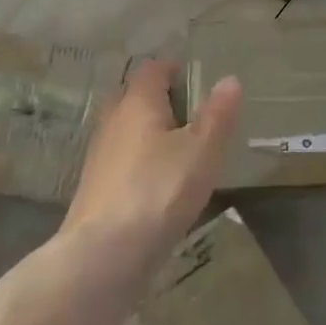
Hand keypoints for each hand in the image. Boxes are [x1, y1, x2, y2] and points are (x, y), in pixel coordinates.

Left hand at [61, 58, 240, 273]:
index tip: (196, 79)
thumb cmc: (159, 190)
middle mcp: (113, 120)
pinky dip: (141, 161)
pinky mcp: (96, 188)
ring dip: (150, 133)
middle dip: (161, 100)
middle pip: (135, 97)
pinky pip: (122, 160)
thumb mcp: (201, 151)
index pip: (152, 69)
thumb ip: (217, 114)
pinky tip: (159, 184)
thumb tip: (229, 79)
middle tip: (193, 114)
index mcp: (138, 102)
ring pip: (127, 130)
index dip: (174, 69)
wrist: (104, 255)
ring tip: (181, 150)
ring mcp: (100, 155)